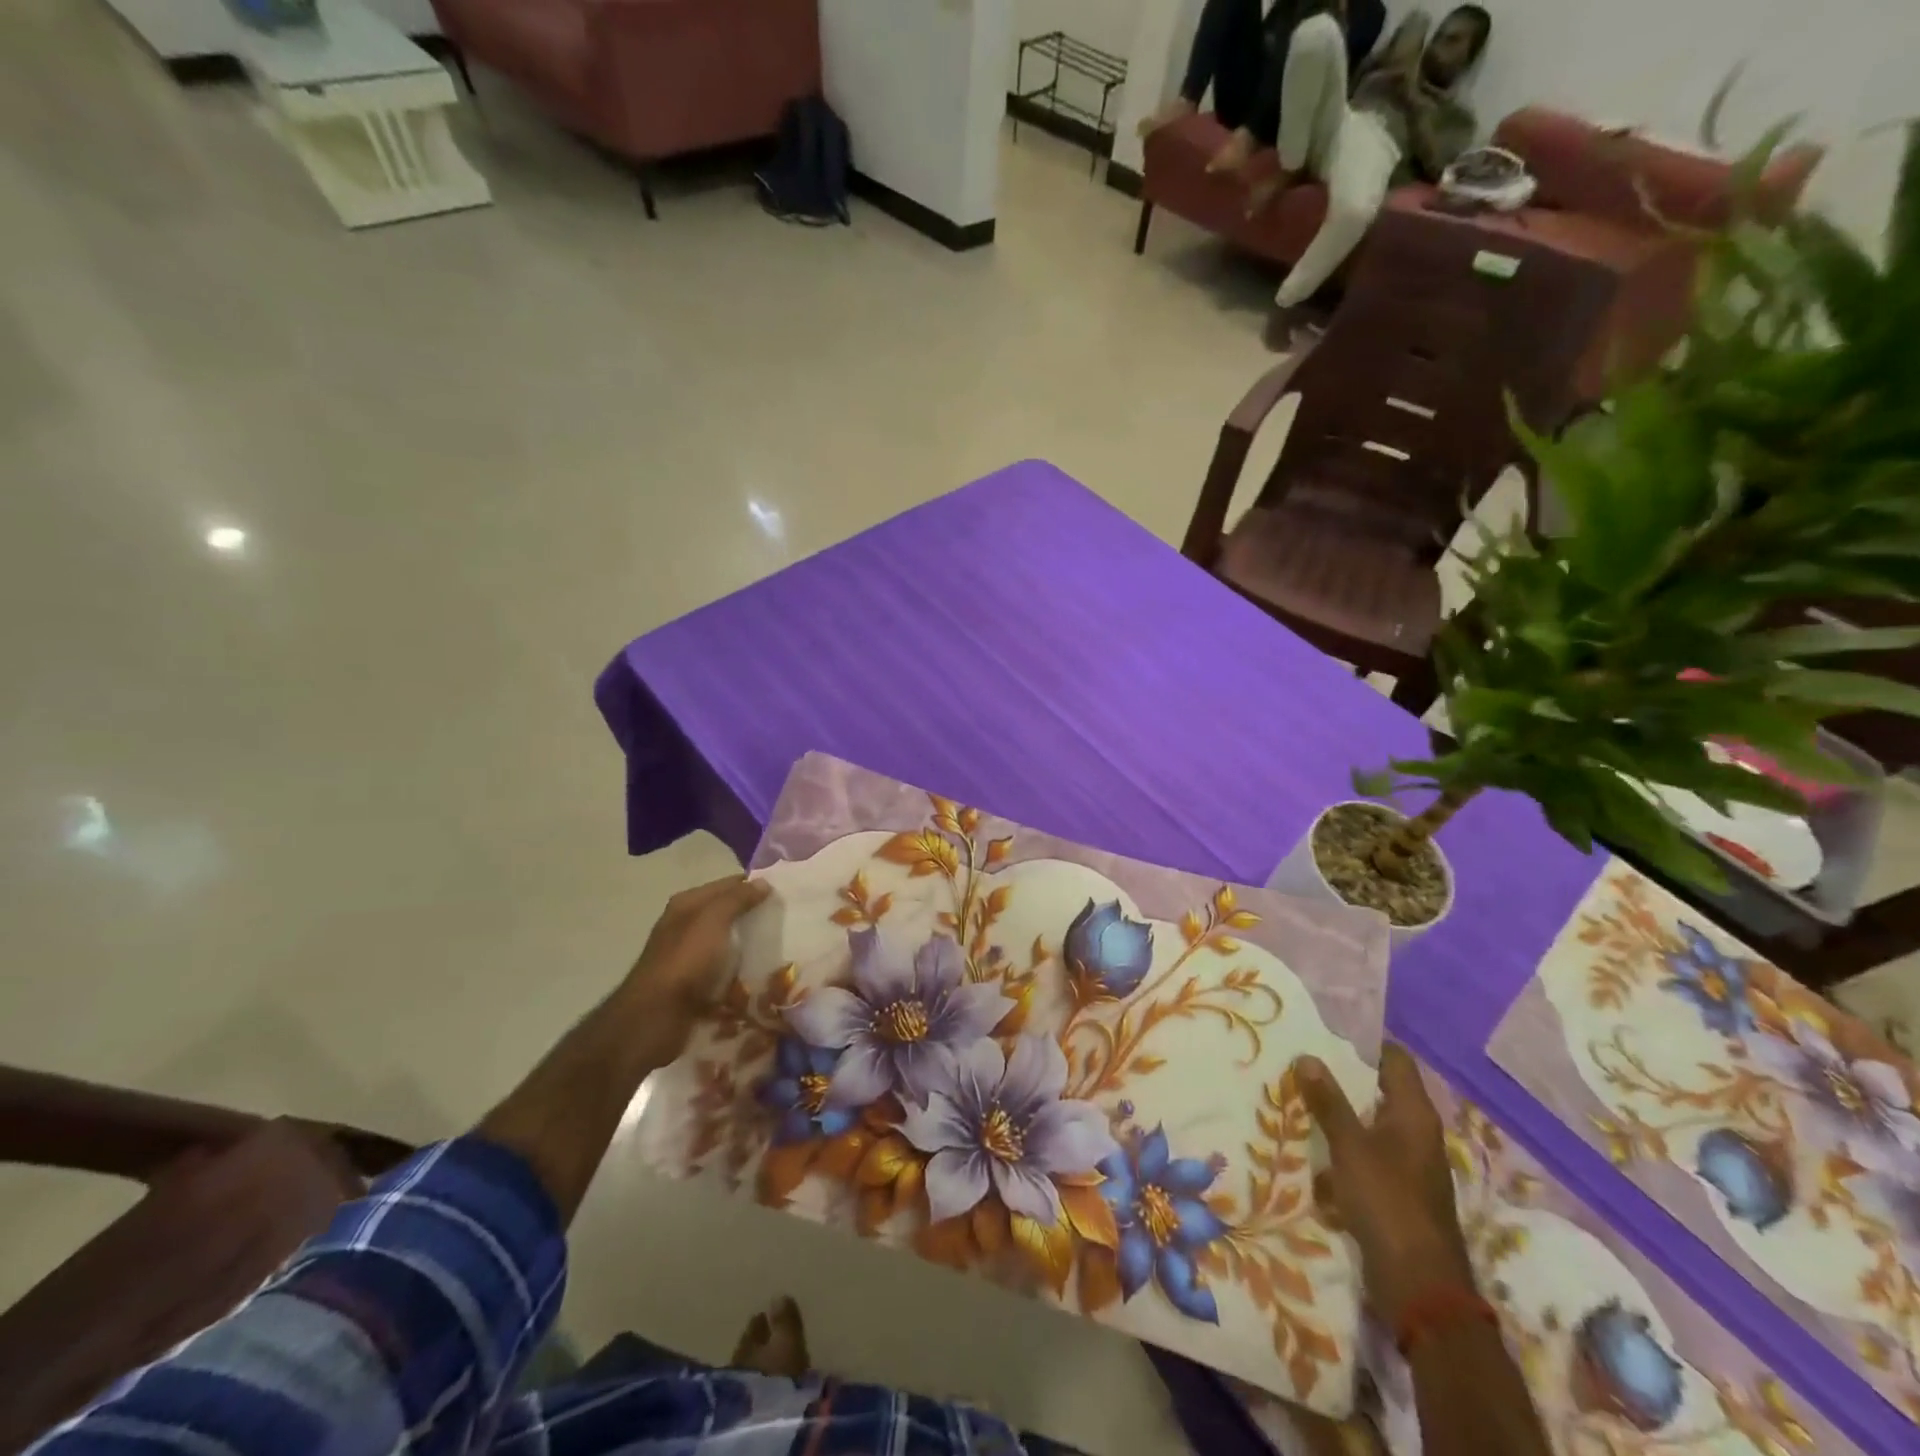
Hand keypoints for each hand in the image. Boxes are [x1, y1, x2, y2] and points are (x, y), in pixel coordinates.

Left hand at [618, 874, 771, 1063]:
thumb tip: (763, 883)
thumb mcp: (713, 920)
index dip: (754, 886)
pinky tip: (762, 974)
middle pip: (728, 913)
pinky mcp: (695, 984)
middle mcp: (686, 926)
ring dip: (750, 945)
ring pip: (728, 943)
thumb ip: (738, 899)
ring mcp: (689, 956)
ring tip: (781, 947)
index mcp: (686, 904)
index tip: (784, 893)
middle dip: (754, 916)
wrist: (656, 1018)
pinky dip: (741, 970)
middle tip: (787, 921)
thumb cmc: (685, 961)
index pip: (728, 885)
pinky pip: (725, 970)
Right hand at [1296, 1042, 1474, 1326]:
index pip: (1394, 1059)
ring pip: (1369, 1123)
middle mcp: (1417, 1133)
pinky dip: (1342, 1147)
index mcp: (1414, 1114)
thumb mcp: (1350, 1147)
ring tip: (1296, 1096)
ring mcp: (1409, 1164)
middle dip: (1341, 1076)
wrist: (1419, 1287)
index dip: (1364, 1042)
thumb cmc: (1388, 1202)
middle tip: (1300, 1059)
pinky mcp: (1397, 1191)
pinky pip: (1366, 1154)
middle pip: (1379, 1090)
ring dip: (1338, 1113)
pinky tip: (1311, 1146)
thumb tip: (1306, 1056)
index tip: (1325, 1029)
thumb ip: (1328, 1102)